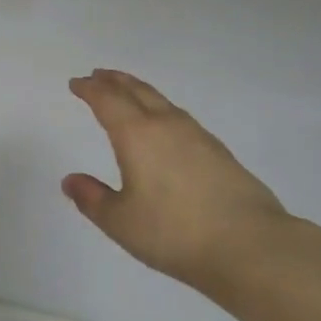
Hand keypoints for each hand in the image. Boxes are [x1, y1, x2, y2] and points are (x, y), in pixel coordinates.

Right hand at [63, 69, 320, 297]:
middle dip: (115, 81)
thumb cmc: (174, 232)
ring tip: (129, 93)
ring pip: (162, 101)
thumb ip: (93, 199)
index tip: (77, 83)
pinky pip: (180, 117)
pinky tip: (166, 125)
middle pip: (137, 91)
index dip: (90, 89)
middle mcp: (167, 125)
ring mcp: (198, 136)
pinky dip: (162, 110)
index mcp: (137, 135)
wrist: (250, 245)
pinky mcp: (219, 152)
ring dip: (140, 92)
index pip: (108, 101)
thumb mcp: (121, 222)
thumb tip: (71, 180)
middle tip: (99, 75)